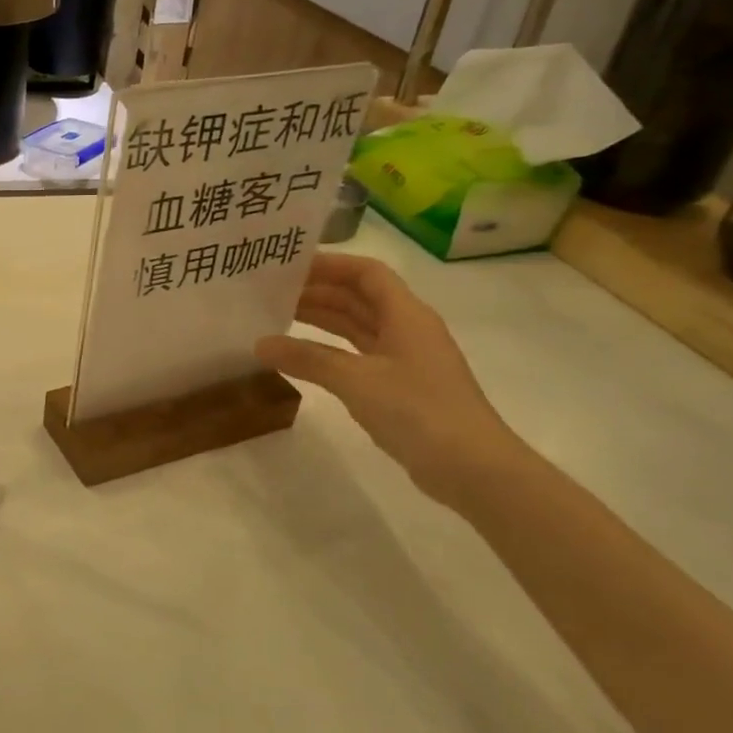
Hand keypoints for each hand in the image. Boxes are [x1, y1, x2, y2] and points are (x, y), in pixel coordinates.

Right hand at [256, 253, 528, 506]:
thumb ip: (307, 359)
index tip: (289, 266)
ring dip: (321, 320)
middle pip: (359, 298)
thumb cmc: (418, 411)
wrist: (472, 468)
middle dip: (318, 292)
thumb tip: (260, 343)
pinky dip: (329, 351)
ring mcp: (404, 359)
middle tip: (271, 294)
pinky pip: (357, 355)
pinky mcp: (399, 387)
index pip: (367, 273)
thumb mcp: (356, 380)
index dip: (330, 264)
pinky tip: (302, 357)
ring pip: (357, 327)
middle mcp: (407, 329)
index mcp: (406, 315)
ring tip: (277, 318)